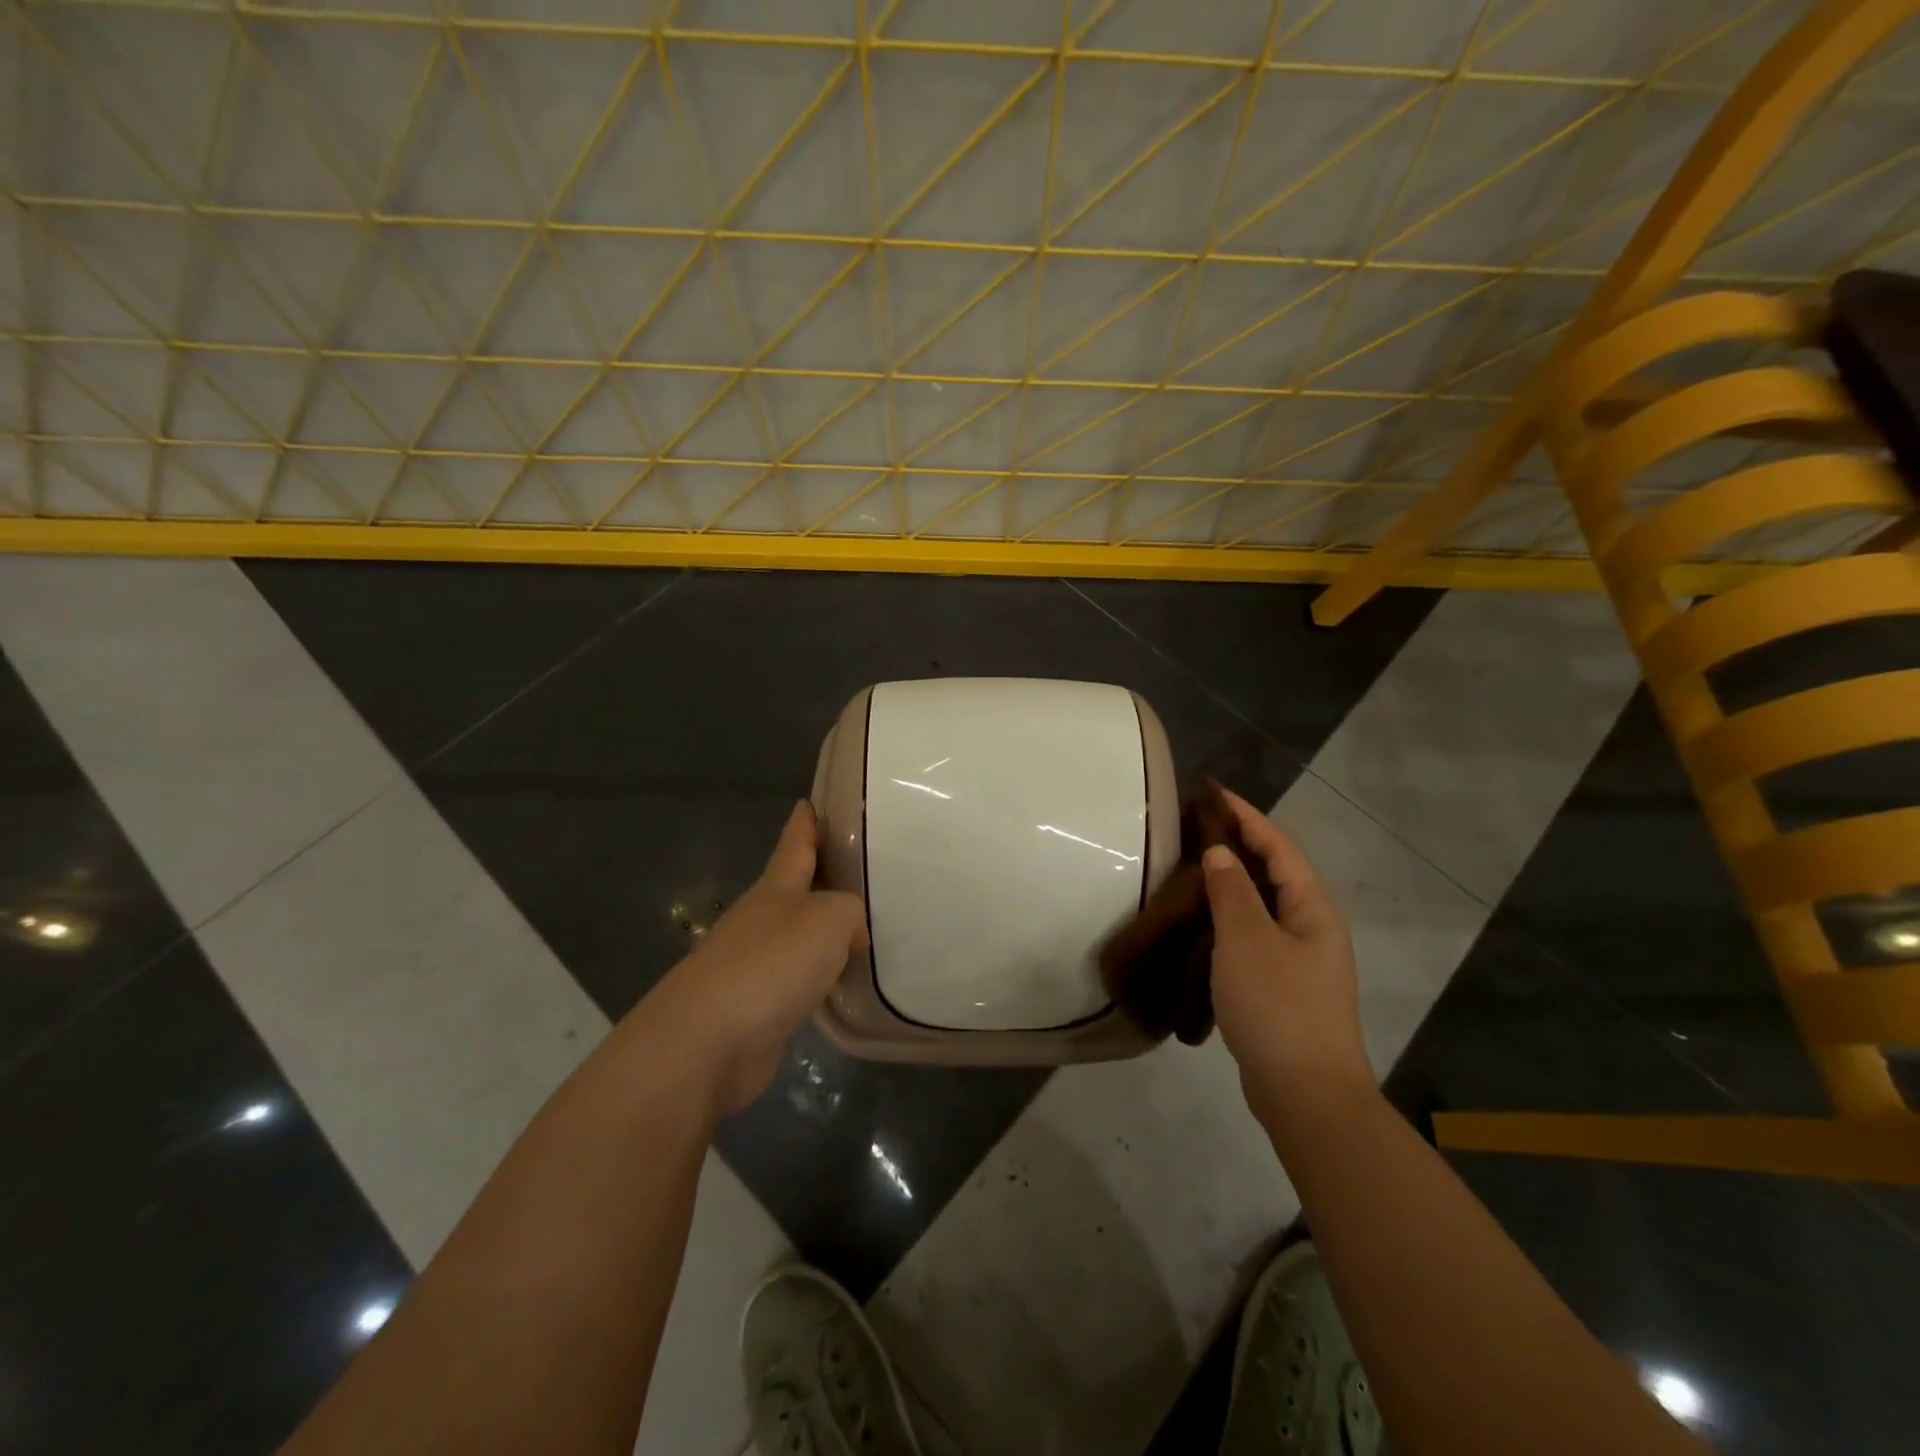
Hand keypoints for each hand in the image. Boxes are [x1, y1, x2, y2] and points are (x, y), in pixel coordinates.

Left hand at [638, 802, 866, 1115]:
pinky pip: (799, 980)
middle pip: (798, 889)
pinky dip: (821, 977)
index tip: (813, 801)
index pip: (794, 843)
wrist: (706, 1043)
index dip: (806, 822)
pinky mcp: (757, 1006)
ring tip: (866, 928)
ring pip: (800, 937)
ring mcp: (755, 964)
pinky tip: (843, 984)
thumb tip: (849, 934)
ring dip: (826, 932)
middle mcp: (763, 919)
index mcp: (776, 888)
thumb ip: (849, 913)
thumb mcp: (828, 920)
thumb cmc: (770, 964)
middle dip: (824, 878)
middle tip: (865, 869)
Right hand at [1203, 788, 1372, 1121]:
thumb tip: (1221, 853)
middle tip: (1197, 826)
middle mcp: (1313, 926)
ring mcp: (1302, 959)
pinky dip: (1231, 916)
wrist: (1306, 1093)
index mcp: (1313, 907)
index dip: (1247, 816)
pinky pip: (1256, 933)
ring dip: (1233, 882)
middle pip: (1275, 872)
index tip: (1214, 793)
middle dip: (1240, 844)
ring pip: (1264, 904)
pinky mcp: (1285, 986)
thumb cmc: (1277, 1005)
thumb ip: (1232, 891)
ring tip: (1194, 866)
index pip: (1278, 847)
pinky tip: (1204, 921)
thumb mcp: (1246, 939)